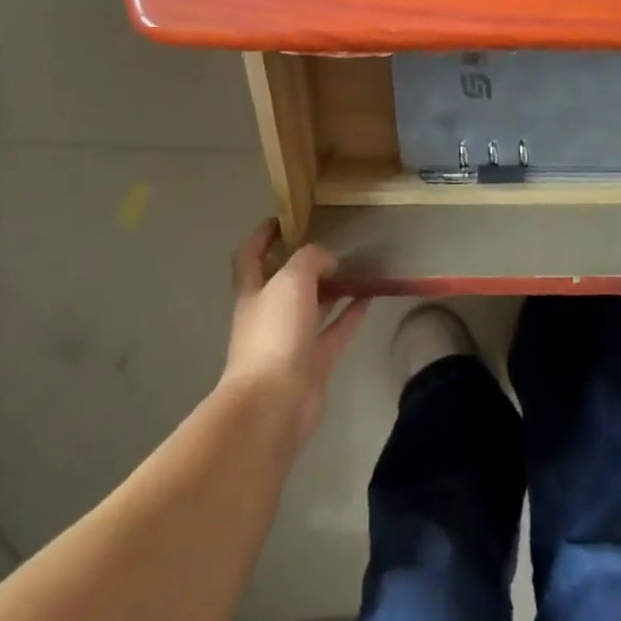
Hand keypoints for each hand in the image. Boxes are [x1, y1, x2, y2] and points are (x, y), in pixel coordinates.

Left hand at [221, 221, 369, 450]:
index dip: (262, 236)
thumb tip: (328, 260)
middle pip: (285, 282)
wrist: (275, 402)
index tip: (283, 218)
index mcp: (253, 292)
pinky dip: (351, 313)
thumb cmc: (275, 334)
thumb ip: (310, 260)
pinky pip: (335, 330)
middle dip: (304, 263)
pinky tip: (369, 296)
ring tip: (357, 266)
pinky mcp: (314, 362)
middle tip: (332, 242)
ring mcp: (291, 341)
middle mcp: (268, 314)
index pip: (250, 256)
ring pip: (313, 306)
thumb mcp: (291, 281)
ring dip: (332, 287)